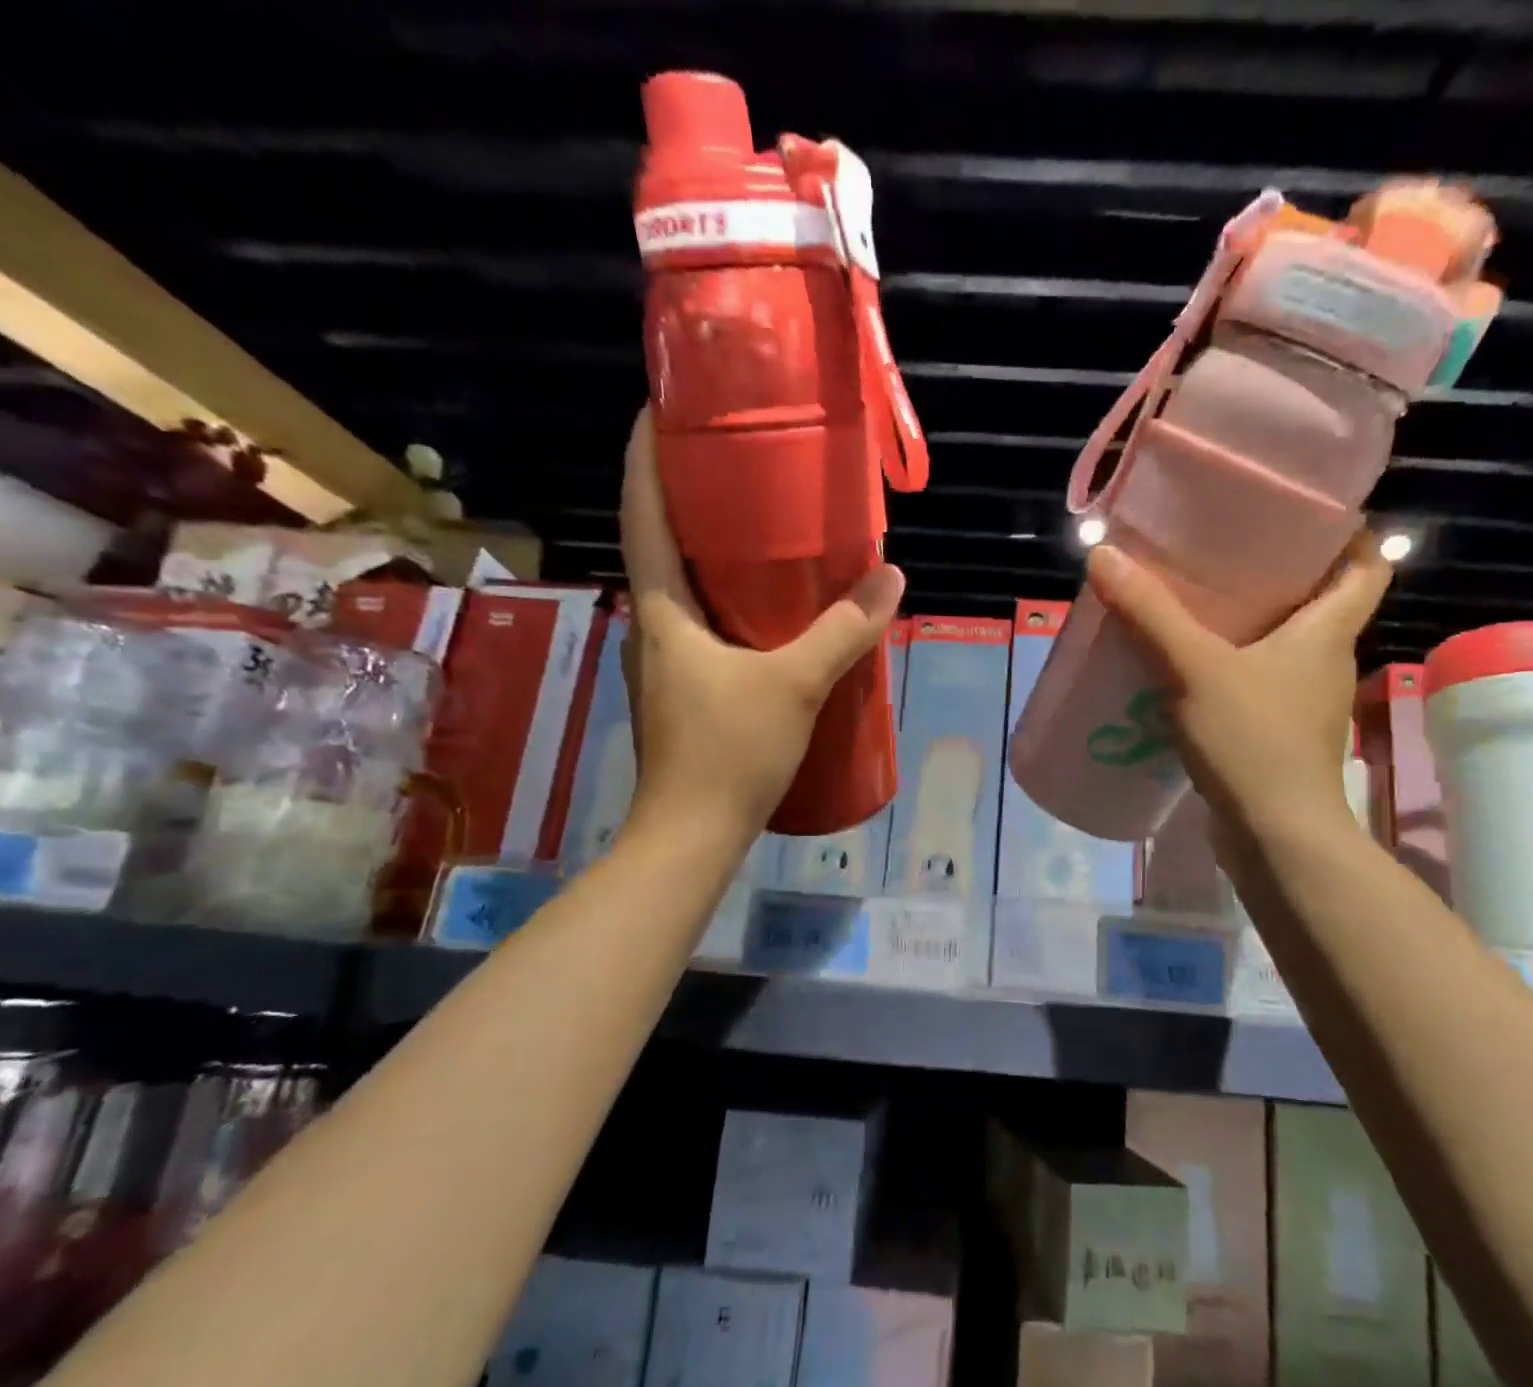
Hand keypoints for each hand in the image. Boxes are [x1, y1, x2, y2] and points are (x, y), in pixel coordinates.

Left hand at [619, 410, 904, 838]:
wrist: (692, 834)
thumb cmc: (729, 752)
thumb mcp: (796, 683)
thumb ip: (843, 630)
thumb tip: (891, 578)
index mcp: (662, 608)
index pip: (641, 512)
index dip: (644, 454)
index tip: (660, 406)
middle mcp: (653, 624)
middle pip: (661, 541)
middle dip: (687, 494)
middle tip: (736, 458)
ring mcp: (666, 660)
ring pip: (683, 586)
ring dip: (710, 549)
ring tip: (758, 522)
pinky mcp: (685, 689)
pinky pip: (703, 623)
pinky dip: (728, 598)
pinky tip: (769, 606)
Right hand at [1086, 532, 1389, 841]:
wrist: (1275, 837)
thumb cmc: (1253, 741)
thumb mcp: (1195, 669)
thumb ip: (1150, 613)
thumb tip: (1103, 554)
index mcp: (1328, 631)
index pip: (1367, 566)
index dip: (1345, 535)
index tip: (1301, 517)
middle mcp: (1326, 661)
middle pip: (1318, 600)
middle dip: (1278, 573)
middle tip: (1222, 549)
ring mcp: (1303, 702)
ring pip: (1283, 644)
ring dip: (1248, 623)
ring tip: (1194, 601)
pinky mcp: (1278, 734)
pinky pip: (1257, 682)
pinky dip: (1230, 667)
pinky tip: (1185, 667)